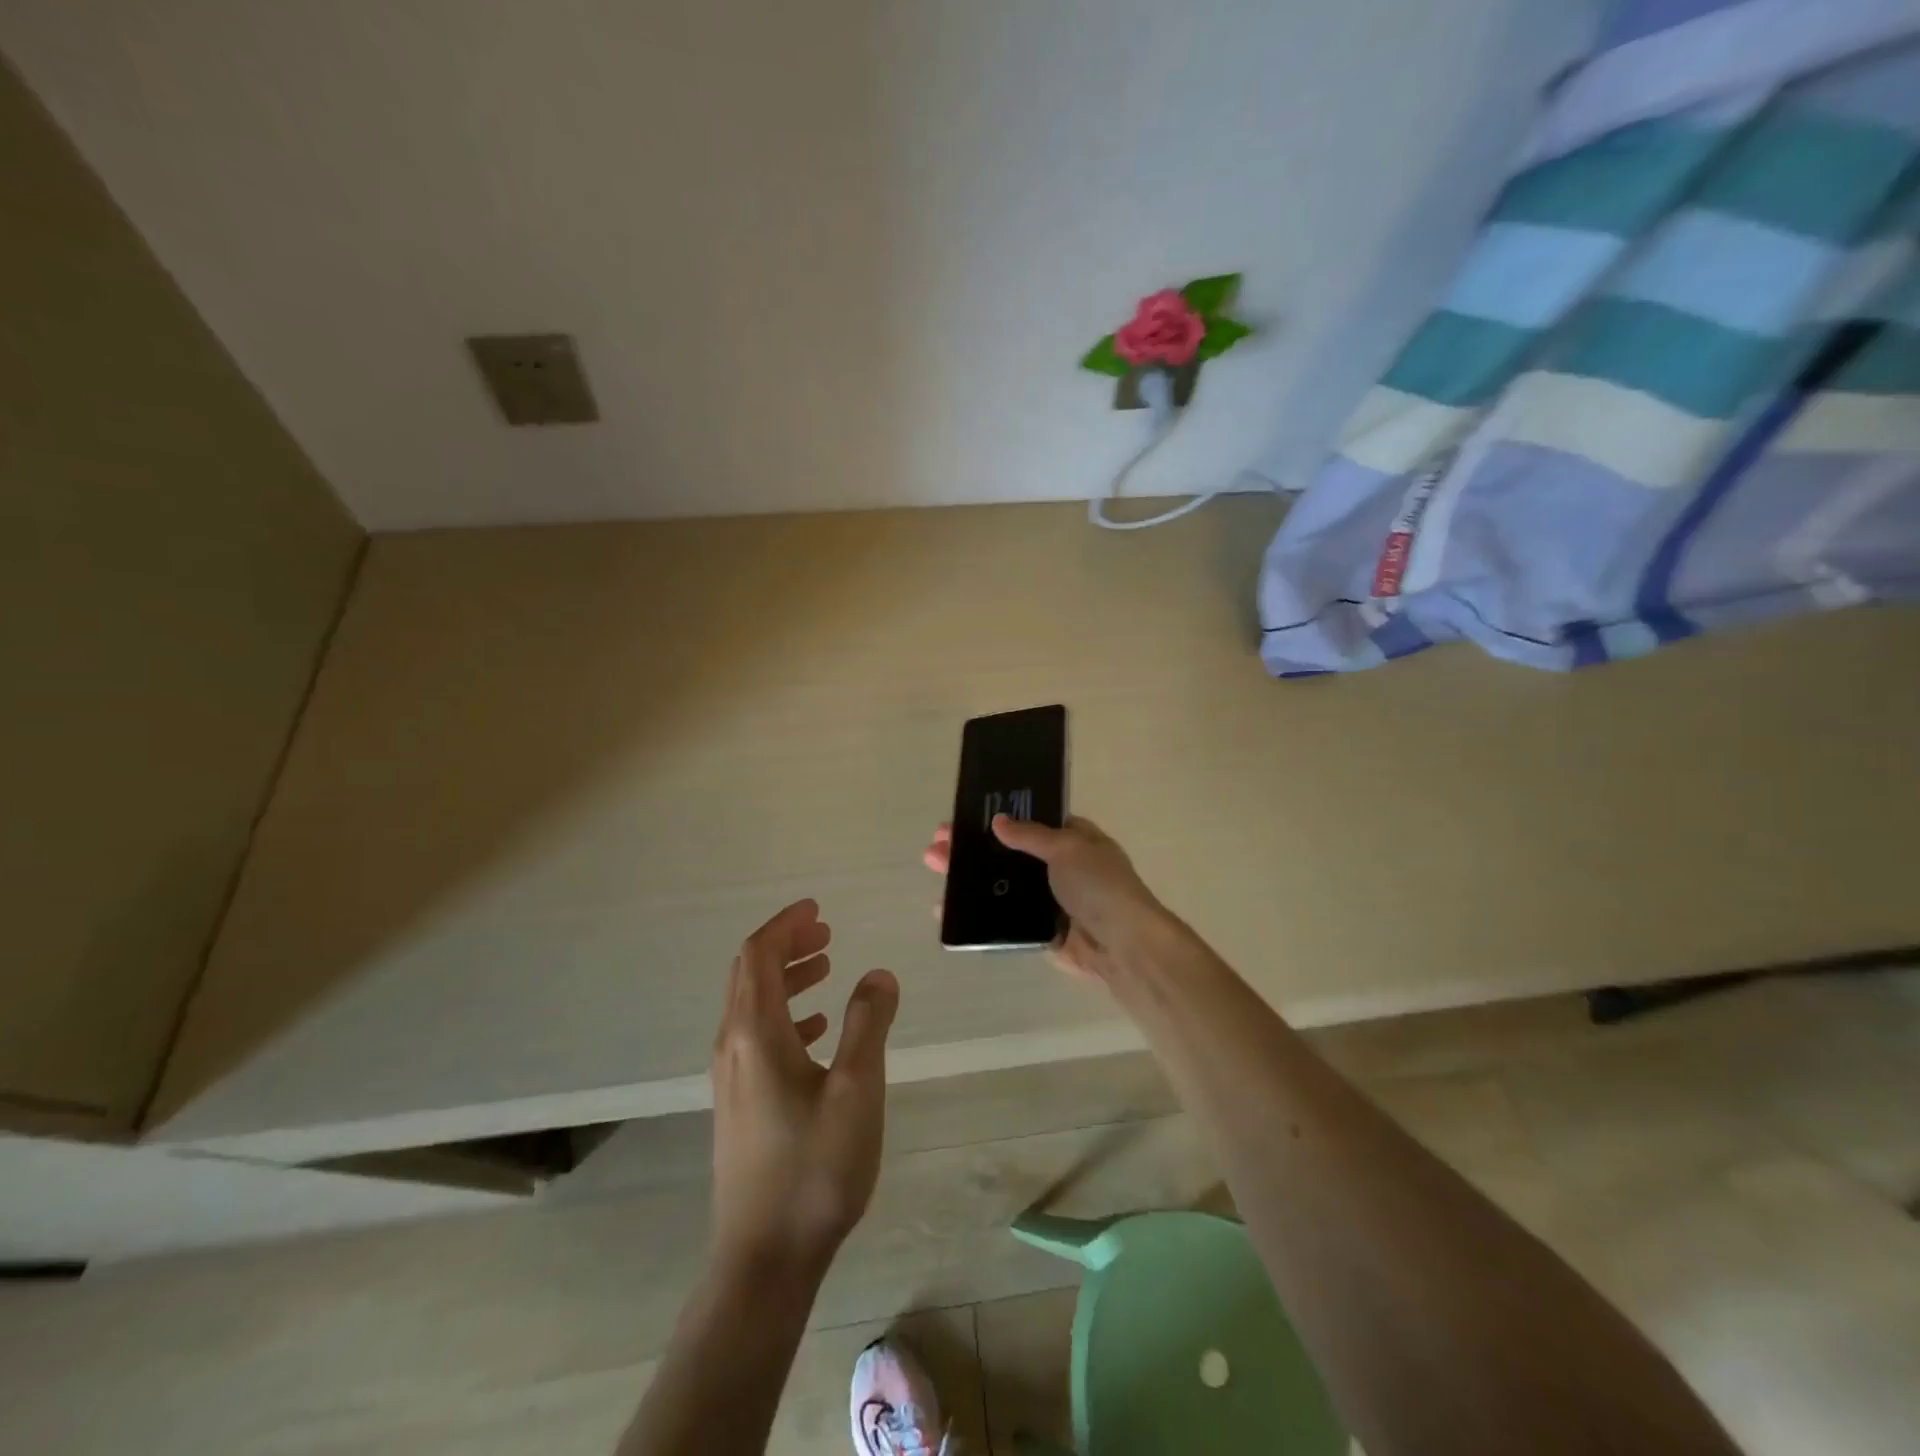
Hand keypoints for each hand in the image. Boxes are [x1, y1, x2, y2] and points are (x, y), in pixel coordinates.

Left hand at [709, 899, 898, 1278]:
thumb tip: (878, 974)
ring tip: (826, 967)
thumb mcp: (856, 1088)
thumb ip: (868, 1023)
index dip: (786, 925)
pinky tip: (817, 1029)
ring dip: (786, 978)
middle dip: (786, 944)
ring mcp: (731, 1078)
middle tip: (826, 932)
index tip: (818, 910)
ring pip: (753, 1005)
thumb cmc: (814, 1168)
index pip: (758, 955)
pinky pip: (757, 1036)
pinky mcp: (739, 1103)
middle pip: (750, 974)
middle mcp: (733, 1046)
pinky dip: (786, 1014)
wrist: (764, 1259)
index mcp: (755, 1033)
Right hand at [923, 815, 1175, 983]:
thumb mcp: (1067, 847)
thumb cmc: (1099, 885)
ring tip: (935, 868)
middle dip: (972, 848)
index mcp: (1072, 838)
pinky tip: (947, 907)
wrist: (1123, 945)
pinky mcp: (1039, 929)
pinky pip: (1003, 917)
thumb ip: (1030, 835)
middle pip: (1007, 853)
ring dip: (969, 877)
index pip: (1029, 821)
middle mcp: (1059, 866)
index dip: (996, 818)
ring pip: (1001, 884)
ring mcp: (1048, 899)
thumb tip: (998, 822)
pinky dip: (977, 911)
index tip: (962, 817)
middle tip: (937, 845)